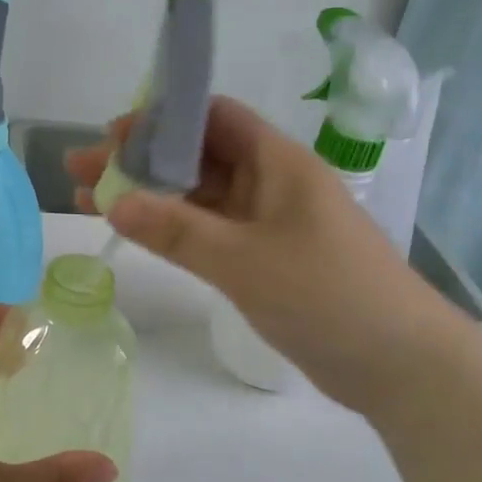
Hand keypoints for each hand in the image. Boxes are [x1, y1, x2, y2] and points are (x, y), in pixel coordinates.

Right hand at [66, 97, 449, 412]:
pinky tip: (136, 232)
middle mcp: (271, 184)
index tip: (112, 135)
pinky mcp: (265, 260)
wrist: (400, 364)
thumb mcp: (244, 260)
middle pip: (197, 157)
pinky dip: (172, 229)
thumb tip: (113, 201)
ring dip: (149, 196)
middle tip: (81, 169)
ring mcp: (268, 224)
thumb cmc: (328, 294)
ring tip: (88, 199)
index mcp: (278, 162)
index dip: (162, 119)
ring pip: (199, 197)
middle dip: (140, 160)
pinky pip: (209, 232)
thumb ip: (177, 230)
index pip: (213, 117)